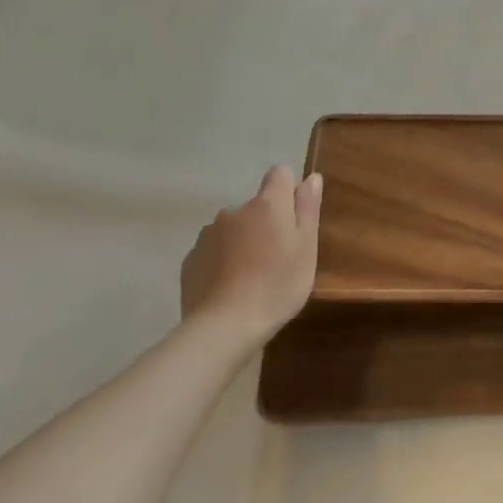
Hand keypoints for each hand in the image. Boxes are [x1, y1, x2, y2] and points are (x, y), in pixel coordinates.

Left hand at [181, 166, 321, 347]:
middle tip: (277, 258)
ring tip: (251, 276)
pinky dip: (222, 261)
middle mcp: (234, 210)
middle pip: (256, 206)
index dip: (289, 191)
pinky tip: (229, 288)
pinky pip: (213, 251)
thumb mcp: (306, 247)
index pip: (280, 174)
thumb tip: (311, 177)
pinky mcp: (191, 260)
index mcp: (267, 204)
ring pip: (233, 228)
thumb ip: (308, 208)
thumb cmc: (277, 285)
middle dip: (266, 222)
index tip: (294, 220)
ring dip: (243, 241)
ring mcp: (208, 234)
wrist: (224, 328)